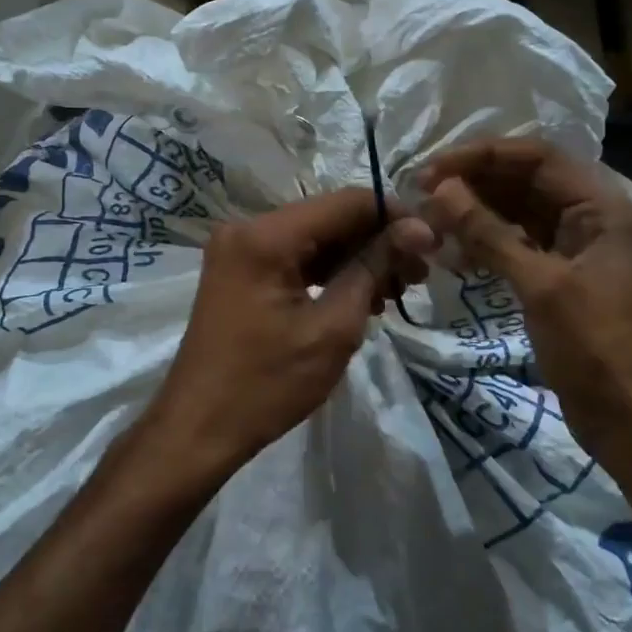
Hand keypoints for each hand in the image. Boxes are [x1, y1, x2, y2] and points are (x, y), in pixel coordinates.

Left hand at [140, 189, 434, 490]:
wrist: (199, 428)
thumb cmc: (268, 383)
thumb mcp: (332, 328)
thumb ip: (373, 269)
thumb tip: (416, 230)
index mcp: (266, 236)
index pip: (345, 203)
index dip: (394, 216)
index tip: (432, 243)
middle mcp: (247, 229)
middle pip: (328, 218)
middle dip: (377, 241)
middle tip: (420, 274)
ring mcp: (239, 250)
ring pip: (313, 239)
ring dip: (356, 259)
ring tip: (397, 290)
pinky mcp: (239, 272)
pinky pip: (294, 259)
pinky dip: (328, 273)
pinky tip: (361, 296)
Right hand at [416, 140, 631, 432]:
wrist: (629, 418)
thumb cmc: (594, 346)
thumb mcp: (540, 285)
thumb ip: (489, 234)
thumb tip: (441, 190)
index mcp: (600, 206)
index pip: (536, 157)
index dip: (482, 156)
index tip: (432, 170)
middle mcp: (588, 216)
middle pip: (524, 181)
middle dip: (473, 184)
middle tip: (422, 197)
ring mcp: (572, 247)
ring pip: (515, 212)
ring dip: (474, 214)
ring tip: (431, 225)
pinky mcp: (557, 275)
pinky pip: (515, 244)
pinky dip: (484, 244)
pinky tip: (452, 256)